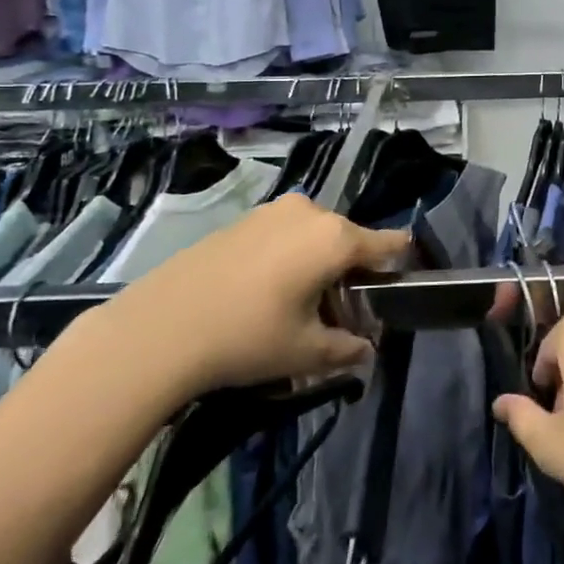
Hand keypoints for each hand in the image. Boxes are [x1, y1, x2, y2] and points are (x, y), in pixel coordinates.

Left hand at [95, 194, 407, 404]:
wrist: (161, 325)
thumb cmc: (248, 336)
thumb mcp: (306, 352)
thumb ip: (347, 349)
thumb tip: (365, 350)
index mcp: (335, 238)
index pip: (387, 243)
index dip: (400, 262)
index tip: (402, 281)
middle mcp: (310, 212)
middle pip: (349, 240)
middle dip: (351, 273)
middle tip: (340, 314)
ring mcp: (273, 211)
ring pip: (315, 236)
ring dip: (319, 264)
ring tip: (301, 305)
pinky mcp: (243, 219)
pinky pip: (285, 234)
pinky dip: (290, 256)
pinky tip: (267, 291)